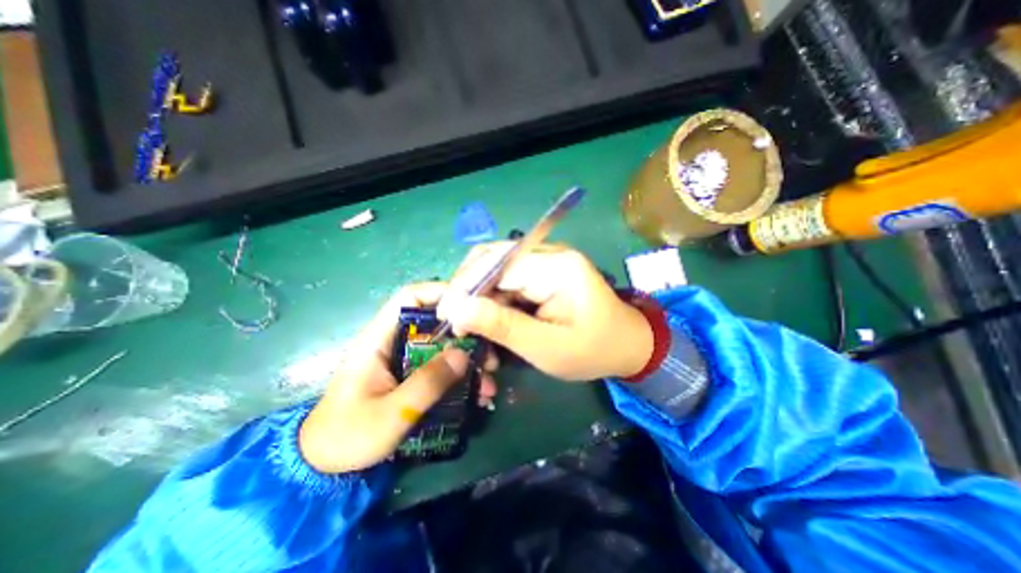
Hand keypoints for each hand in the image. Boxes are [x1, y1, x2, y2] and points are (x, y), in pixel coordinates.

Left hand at [299, 282, 499, 474]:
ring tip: (488, 383)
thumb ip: (427, 383)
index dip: (440, 293)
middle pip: (435, 323)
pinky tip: (478, 396)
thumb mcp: (390, 413)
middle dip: (466, 336)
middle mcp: (395, 342)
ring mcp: (405, 360)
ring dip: (468, 361)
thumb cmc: (348, 436)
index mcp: (379, 339)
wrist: (325, 468)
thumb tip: (464, 355)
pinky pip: (441, 369)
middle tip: (489, 355)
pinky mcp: (412, 377)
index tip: (472, 305)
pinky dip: (461, 378)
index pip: (409, 298)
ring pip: (443, 348)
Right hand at [434, 244, 648, 382]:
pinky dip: (493, 300)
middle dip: (468, 290)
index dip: (464, 287)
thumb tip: (457, 309)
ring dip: (479, 297)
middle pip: (492, 259)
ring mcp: (546, 260)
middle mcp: (548, 253)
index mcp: (556, 266)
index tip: (447, 317)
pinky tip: (491, 320)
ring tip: (473, 326)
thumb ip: (502, 326)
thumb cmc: (593, 350)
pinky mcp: (543, 272)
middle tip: (458, 322)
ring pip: (495, 269)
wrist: (627, 344)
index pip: (496, 264)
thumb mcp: (546, 348)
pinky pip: (507, 279)